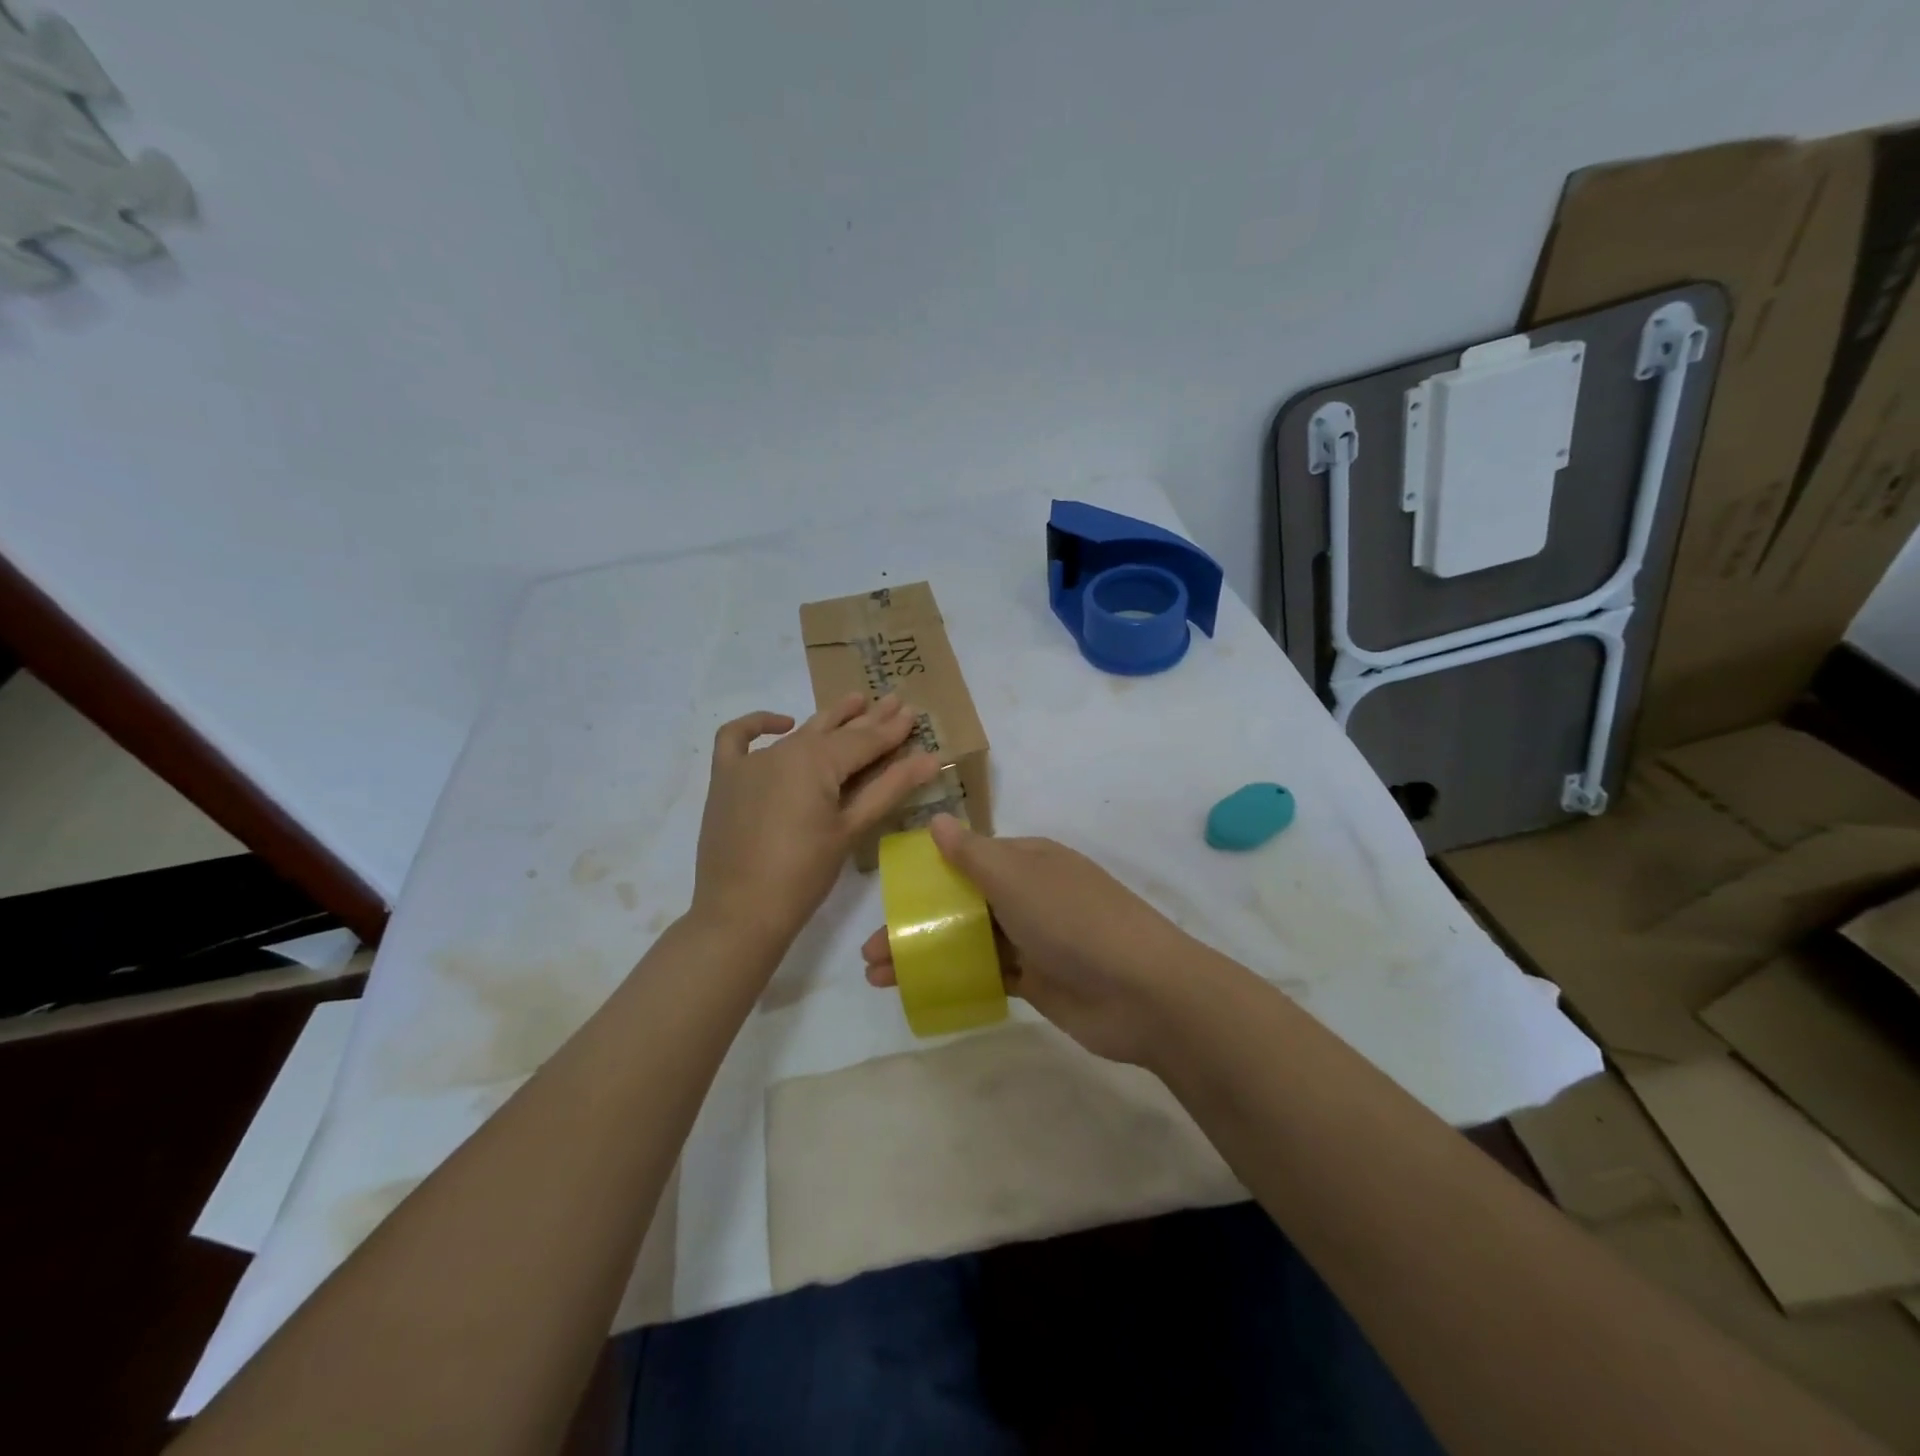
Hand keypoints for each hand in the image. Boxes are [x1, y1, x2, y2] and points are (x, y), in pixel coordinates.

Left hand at [693, 693, 940, 951]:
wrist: (739, 913)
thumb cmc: (804, 875)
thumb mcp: (851, 829)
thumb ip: (889, 788)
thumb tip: (931, 758)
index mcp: (816, 761)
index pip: (865, 740)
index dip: (892, 729)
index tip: (913, 712)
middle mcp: (784, 750)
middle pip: (834, 730)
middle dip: (867, 717)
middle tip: (895, 700)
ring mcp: (750, 762)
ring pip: (798, 734)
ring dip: (828, 719)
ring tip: (855, 701)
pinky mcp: (726, 779)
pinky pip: (736, 739)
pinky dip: (758, 725)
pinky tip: (782, 723)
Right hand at [861, 814, 1197, 1065]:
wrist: (1142, 992)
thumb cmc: (1074, 921)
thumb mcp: (1018, 879)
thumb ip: (973, 855)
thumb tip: (938, 819)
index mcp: (1029, 860)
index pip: (969, 858)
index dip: (927, 875)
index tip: (890, 896)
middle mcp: (1030, 894)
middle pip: (962, 903)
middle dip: (918, 922)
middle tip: (872, 950)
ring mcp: (1035, 938)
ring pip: (969, 940)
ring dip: (927, 953)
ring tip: (879, 976)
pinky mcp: (1038, 979)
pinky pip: (988, 973)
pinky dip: (956, 978)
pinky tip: (922, 991)